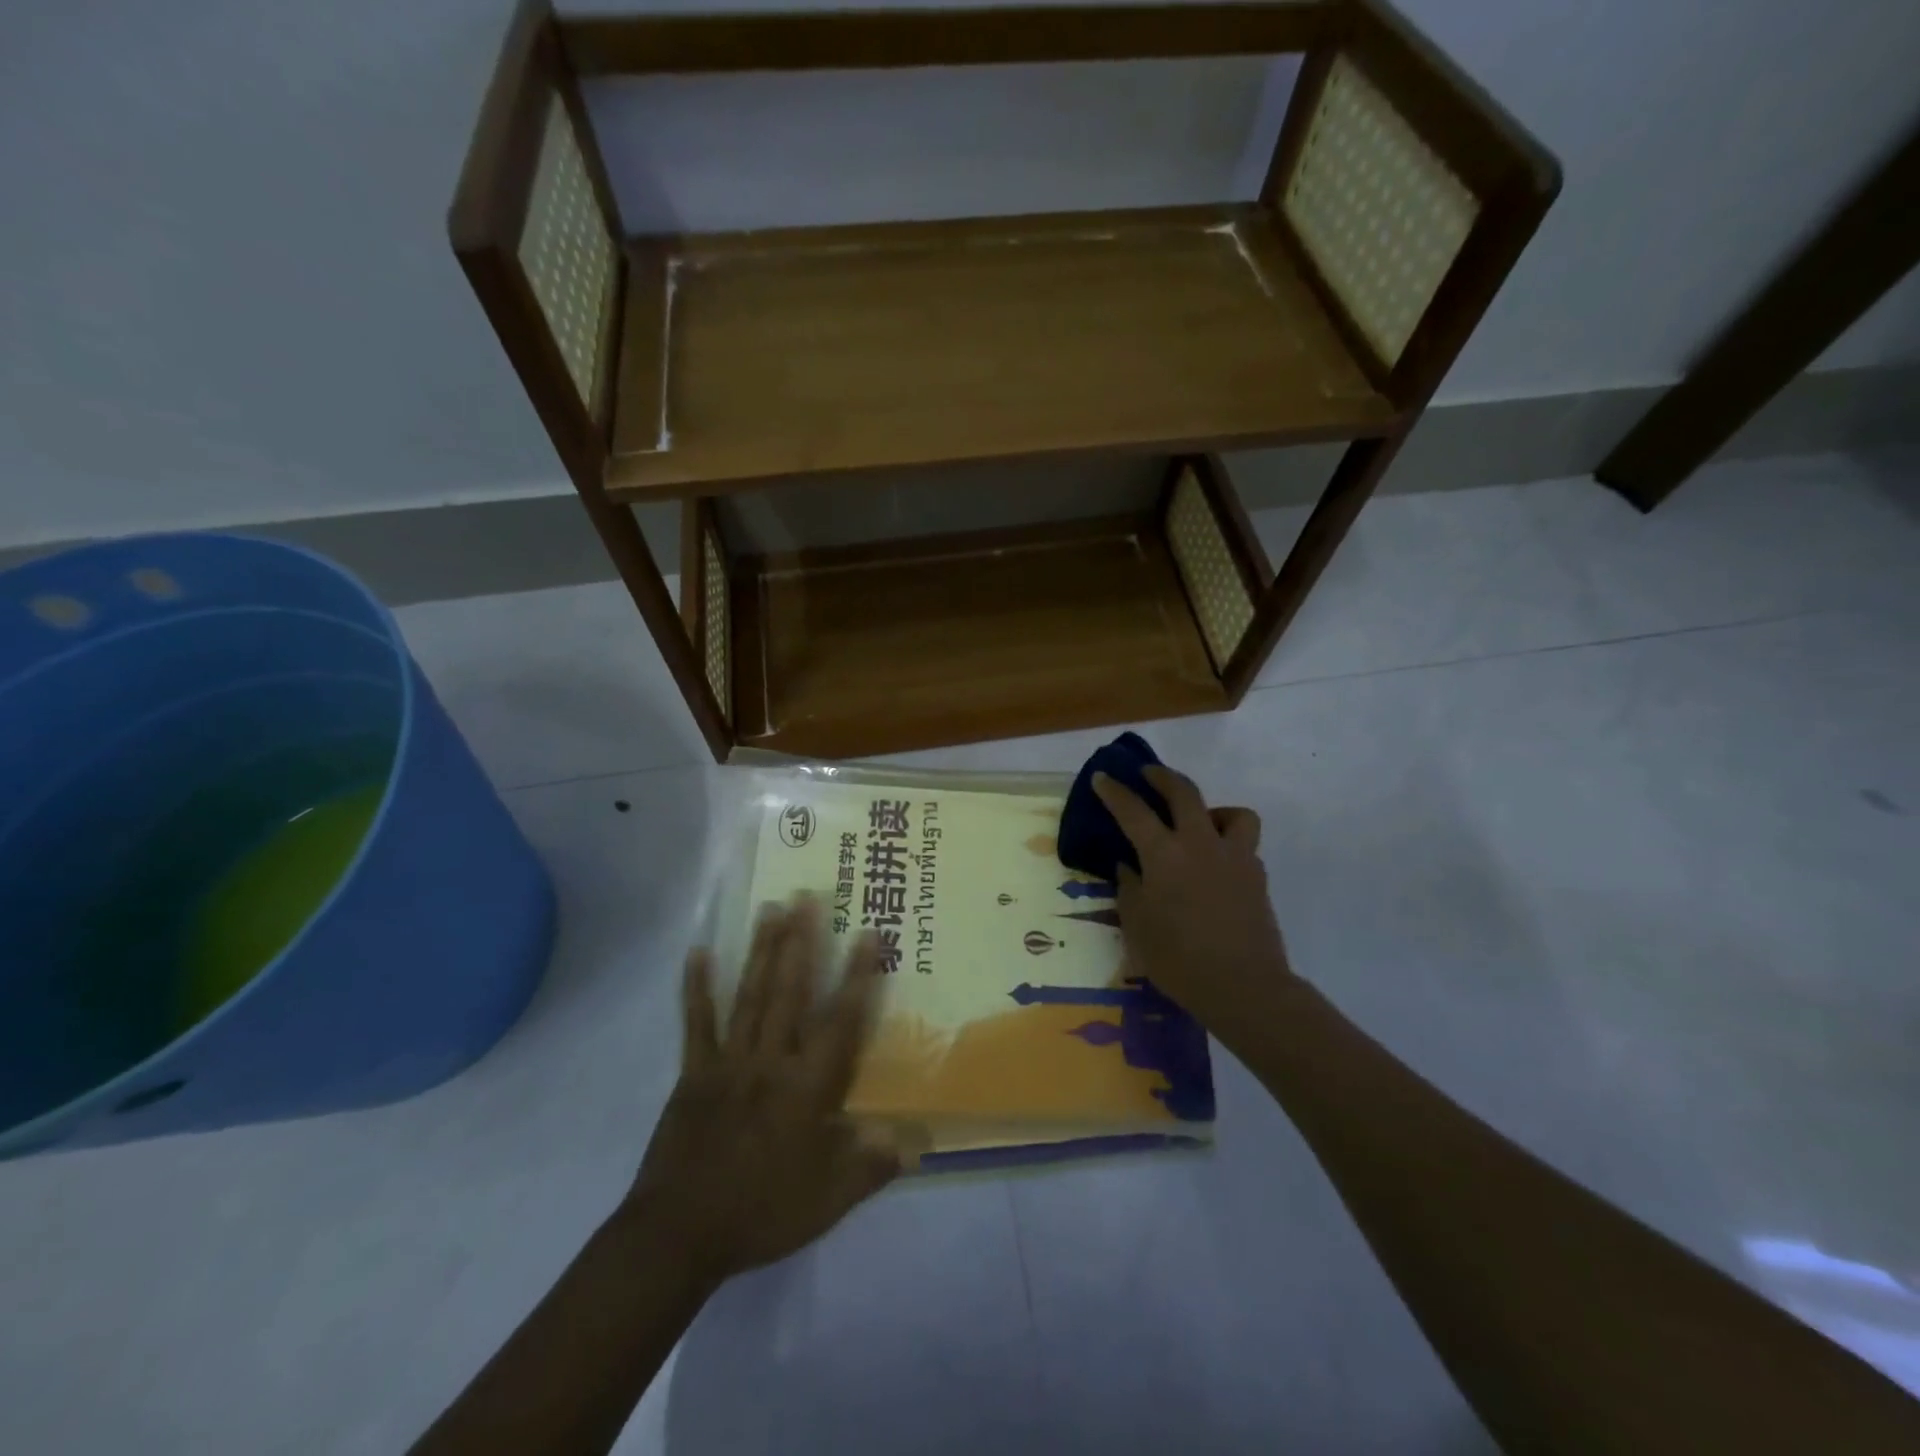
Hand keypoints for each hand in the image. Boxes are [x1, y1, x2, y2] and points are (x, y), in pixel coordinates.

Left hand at [624, 895, 901, 1285]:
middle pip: (790, 992)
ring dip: (762, 950)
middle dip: (802, 943)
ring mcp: (729, 1062)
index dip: (858, 977)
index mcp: (806, 1087)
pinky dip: (697, 986)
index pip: (840, 1022)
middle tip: (807, 897)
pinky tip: (697, 952)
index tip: (868, 934)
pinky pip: (697, 1022)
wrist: (678, 1235)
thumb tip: (915, 1141)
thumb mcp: (827, 1200)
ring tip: (770, 908)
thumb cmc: (761, 1212)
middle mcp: (770, 1061)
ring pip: (750, 995)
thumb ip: (870, 1165)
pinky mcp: (694, 1072)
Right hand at [1093, 764, 1292, 1033]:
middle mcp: (1201, 844)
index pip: (1133, 811)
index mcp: (1164, 855)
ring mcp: (1235, 857)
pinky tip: (1216, 866)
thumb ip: (1130, 888)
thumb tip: (1129, 866)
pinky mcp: (1257, 876)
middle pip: (1184, 792)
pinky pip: (1244, 845)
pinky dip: (1228, 844)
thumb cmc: (1178, 959)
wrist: (1244, 986)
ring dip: (1212, 810)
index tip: (1103, 777)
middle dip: (1162, 776)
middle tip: (1149, 774)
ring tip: (1199, 825)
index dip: (1114, 791)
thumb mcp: (1137, 925)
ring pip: (1232, 812)